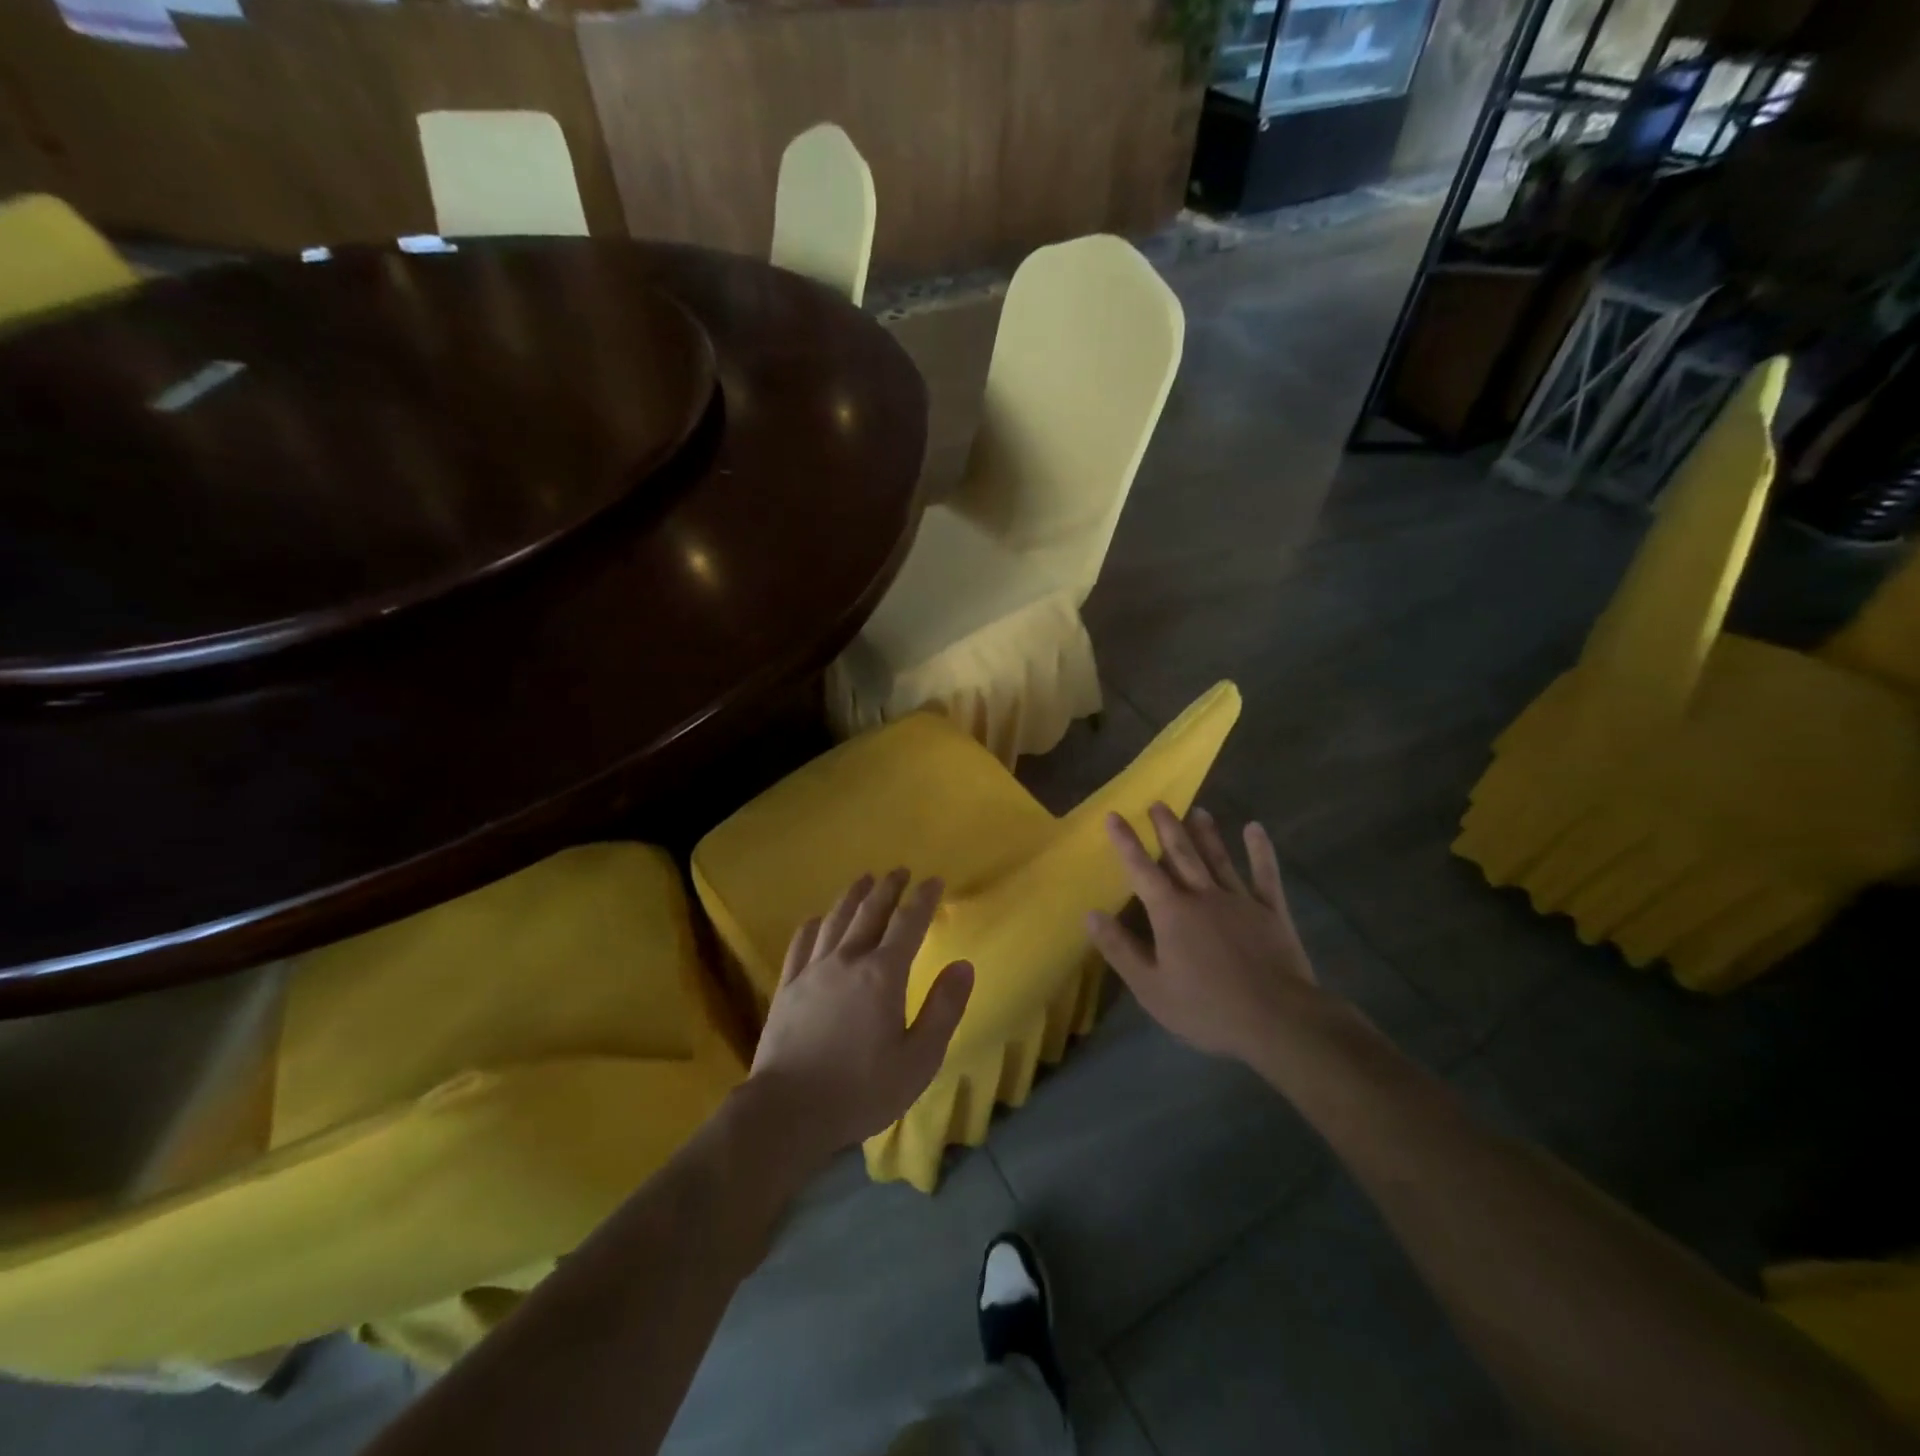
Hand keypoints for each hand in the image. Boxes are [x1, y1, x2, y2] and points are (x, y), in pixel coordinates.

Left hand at [749, 870, 974, 1162]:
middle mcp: (847, 960)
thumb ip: (943, 1009)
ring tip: (864, 880)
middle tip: (900, 871)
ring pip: (835, 919)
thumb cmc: (861, 1090)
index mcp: (883, 974)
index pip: (908, 924)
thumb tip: (963, 965)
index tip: (934, 881)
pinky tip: (816, 919)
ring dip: (853, 896)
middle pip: (870, 911)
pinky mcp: (787, 986)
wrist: (788, 1112)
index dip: (923, 899)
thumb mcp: (919, 1059)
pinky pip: (801, 943)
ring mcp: (812, 970)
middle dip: (888, 888)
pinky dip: (813, 925)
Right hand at [1087, 804, 1323, 1068]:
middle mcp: (1203, 896)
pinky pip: (1264, 875)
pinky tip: (1255, 830)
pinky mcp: (1271, 912)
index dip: (1125, 842)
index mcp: (1171, 912)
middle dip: (1166, 827)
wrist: (1277, 1020)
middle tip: (1157, 803)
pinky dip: (1260, 851)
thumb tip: (1091, 914)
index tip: (1114, 815)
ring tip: (1197, 810)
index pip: (1141, 869)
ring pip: (1218, 858)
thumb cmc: (1207, 1008)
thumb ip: (1120, 948)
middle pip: (1181, 854)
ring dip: (1206, 833)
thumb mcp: (1150, 987)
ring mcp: (1240, 900)